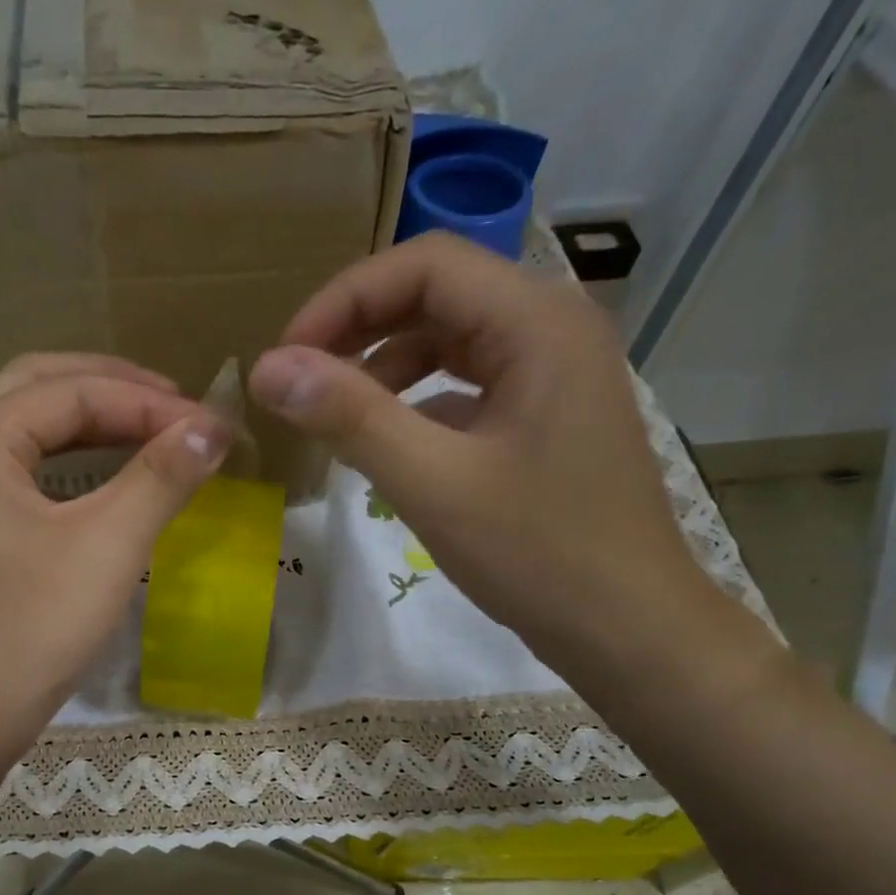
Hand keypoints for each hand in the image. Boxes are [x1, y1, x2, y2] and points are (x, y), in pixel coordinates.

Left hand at [0, 354, 230, 759]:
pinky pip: (27, 477)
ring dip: (92, 424)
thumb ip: (160, 477)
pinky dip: (73, 466)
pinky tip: (109, 484)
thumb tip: (213, 427)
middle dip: (112, 389)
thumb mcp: (106, 546)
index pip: (73, 391)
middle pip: (40, 390)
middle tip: (175, 405)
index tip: (212, 428)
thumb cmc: (30, 629)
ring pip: (31, 434)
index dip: (149, 402)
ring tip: (153, 431)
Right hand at [247, 232, 721, 674]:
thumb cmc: (539, 554)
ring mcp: (554, 374)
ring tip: (334, 415)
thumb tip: (267, 369)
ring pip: (451, 340)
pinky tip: (386, 443)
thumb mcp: (433, 483)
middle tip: (299, 381)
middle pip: (438, 294)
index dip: (344, 300)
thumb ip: (350, 417)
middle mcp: (552, 329)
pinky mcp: (545, 417)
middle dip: (359, 330)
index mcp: (537, 323)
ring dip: (384, 366)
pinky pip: (468, 385)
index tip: (287, 358)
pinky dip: (417, 402)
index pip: (425, 265)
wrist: (628, 629)